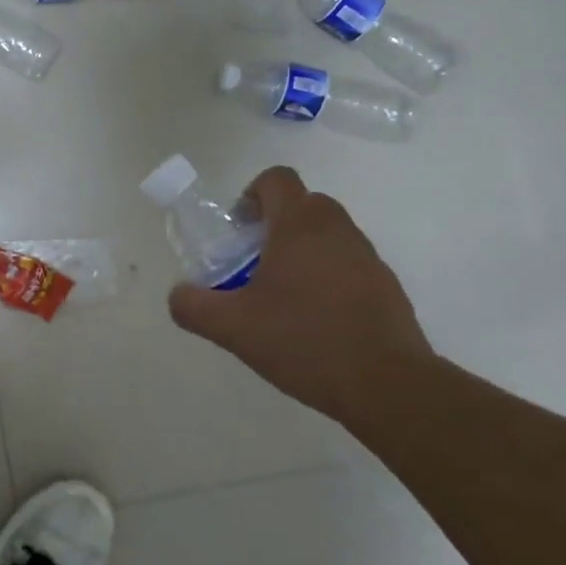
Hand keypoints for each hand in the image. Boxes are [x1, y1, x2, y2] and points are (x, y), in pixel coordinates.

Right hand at [167, 167, 434, 419]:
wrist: (387, 385)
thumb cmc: (304, 341)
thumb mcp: (232, 328)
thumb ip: (193, 306)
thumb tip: (178, 294)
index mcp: (299, 226)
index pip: (277, 179)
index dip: (251, 194)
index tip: (240, 230)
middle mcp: (337, 230)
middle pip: (303, 204)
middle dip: (275, 224)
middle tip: (254, 263)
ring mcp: (368, 257)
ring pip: (328, 234)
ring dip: (303, 251)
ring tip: (283, 297)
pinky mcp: (387, 286)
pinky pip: (349, 264)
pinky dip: (328, 277)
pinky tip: (316, 321)